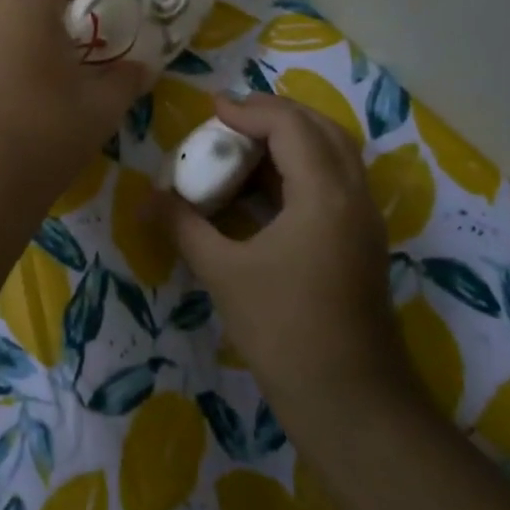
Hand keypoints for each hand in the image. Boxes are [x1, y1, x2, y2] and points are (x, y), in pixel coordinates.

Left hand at [0, 0, 152, 215]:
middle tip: (94, 10)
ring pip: (5, 5)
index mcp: (26, 2)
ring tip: (62, 42)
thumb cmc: (44, 137)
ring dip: (35, 11)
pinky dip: (12, 35)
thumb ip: (127, 76)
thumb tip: (141, 66)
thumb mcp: (100, 107)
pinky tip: (27, 69)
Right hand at [166, 92, 411, 414]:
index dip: (248, 111)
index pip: (290, 125)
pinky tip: (263, 189)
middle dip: (275, 115)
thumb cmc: (283, 329)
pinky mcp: (360, 242)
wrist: (348, 398)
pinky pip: (334, 183)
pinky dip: (300, 170)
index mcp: (324, 194)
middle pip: (322, 129)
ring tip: (243, 147)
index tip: (209, 111)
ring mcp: (363, 220)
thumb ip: (184, 226)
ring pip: (334, 155)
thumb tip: (147, 199)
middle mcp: (353, 195)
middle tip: (230, 120)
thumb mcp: (223, 272)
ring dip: (292, 140)